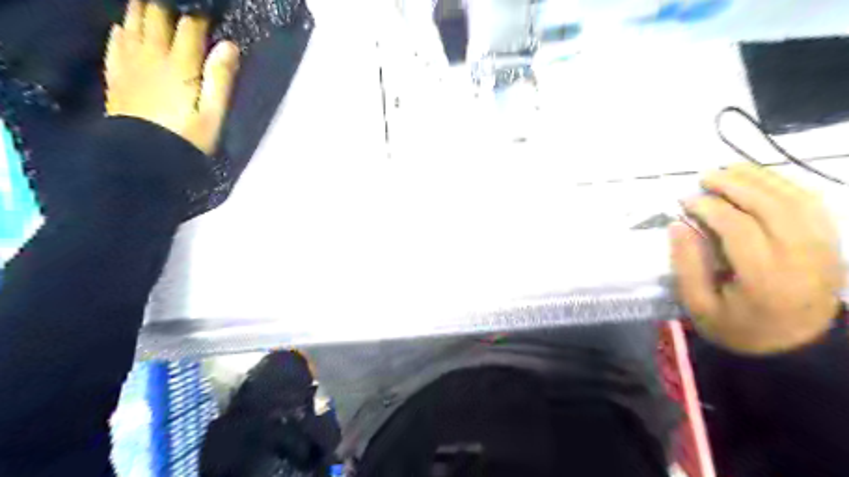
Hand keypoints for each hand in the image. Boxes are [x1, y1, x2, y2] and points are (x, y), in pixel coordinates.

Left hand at [105, 1, 240, 154]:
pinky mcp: (117, 75)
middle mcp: (153, 56)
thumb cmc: (187, 137)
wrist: (143, 155)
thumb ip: (220, 78)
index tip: (209, 15)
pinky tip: (123, 28)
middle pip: (156, 17)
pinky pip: (115, 43)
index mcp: (181, 65)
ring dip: (142, 10)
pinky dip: (120, 31)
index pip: (190, 27)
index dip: (199, 16)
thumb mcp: (213, 114)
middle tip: (179, 10)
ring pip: (133, 23)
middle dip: (168, 7)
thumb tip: (229, 46)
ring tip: (152, 6)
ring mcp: (130, 63)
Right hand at [670, 162, 841, 354]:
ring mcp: (823, 249)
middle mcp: (801, 259)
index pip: (739, 228)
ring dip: (762, 178)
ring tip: (730, 169)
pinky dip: (787, 185)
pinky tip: (762, 180)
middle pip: (772, 207)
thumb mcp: (699, 306)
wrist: (796, 347)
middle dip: (735, 185)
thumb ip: (686, 265)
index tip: (686, 201)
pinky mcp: (832, 244)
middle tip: (705, 176)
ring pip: (797, 199)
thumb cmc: (739, 328)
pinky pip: (814, 204)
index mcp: (765, 279)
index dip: (710, 208)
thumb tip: (678, 225)